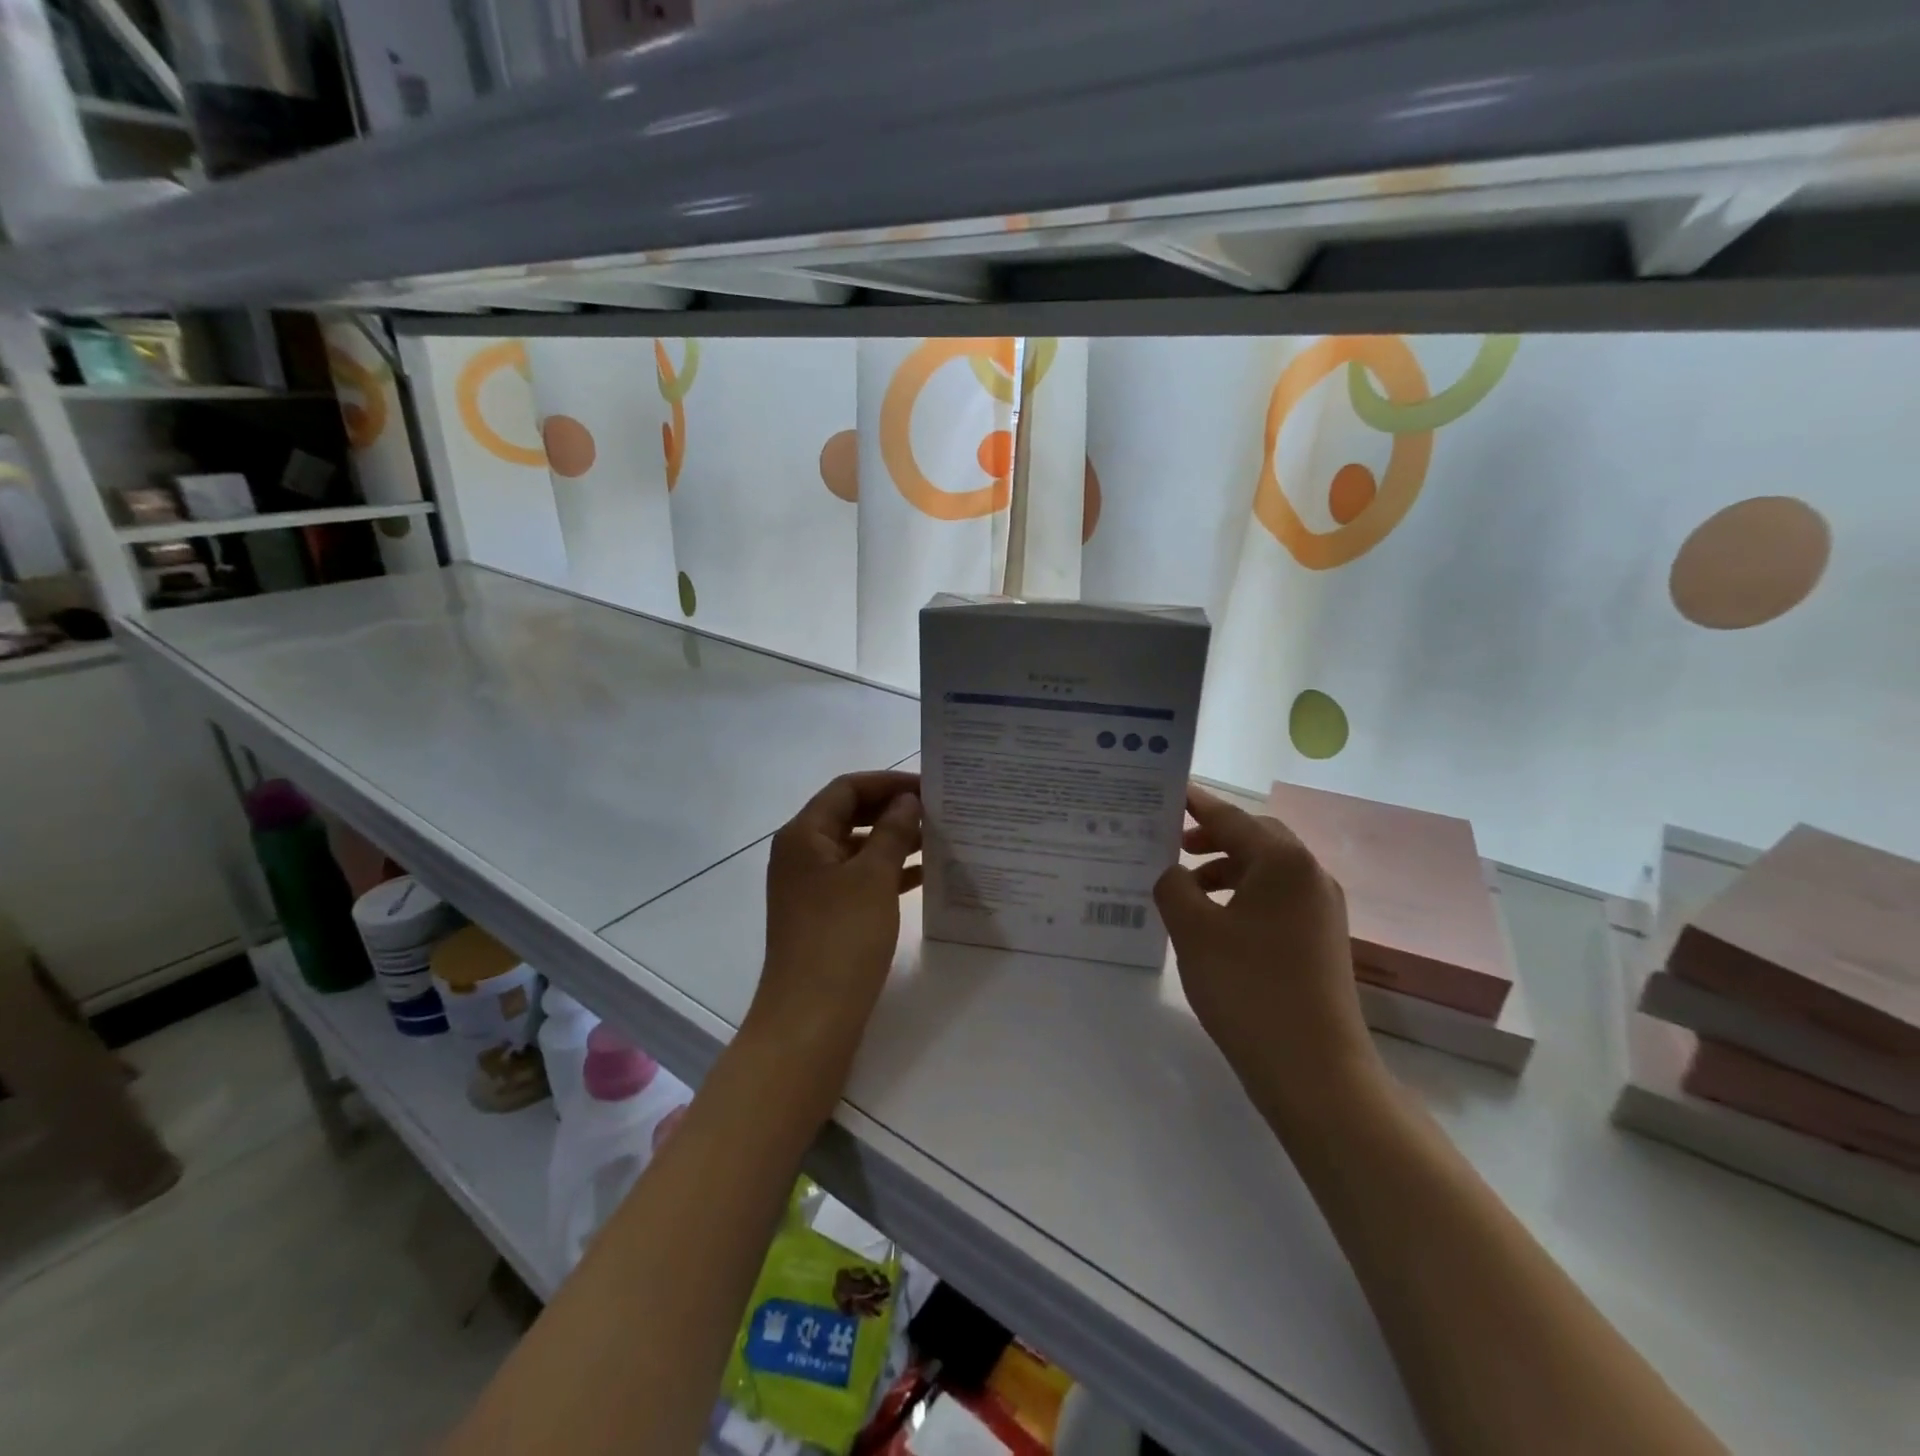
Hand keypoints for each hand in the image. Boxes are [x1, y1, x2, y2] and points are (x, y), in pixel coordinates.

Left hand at [745, 771, 921, 1072]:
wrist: (810, 1019)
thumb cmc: (841, 939)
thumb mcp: (873, 878)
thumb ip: (891, 832)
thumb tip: (906, 800)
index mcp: (803, 835)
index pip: (847, 789)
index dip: (888, 782)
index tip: (929, 788)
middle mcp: (801, 854)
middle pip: (849, 815)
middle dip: (892, 810)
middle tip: (937, 812)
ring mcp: (810, 886)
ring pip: (856, 848)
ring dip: (893, 841)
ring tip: (938, 840)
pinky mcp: (823, 915)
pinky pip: (858, 879)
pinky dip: (887, 873)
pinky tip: (924, 877)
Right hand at [1154, 785, 1382, 1132]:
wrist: (1315, 1070)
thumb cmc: (1249, 988)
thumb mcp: (1194, 931)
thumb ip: (1173, 887)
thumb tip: (1174, 874)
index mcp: (1283, 862)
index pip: (1231, 818)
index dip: (1196, 804)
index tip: (1167, 792)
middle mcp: (1310, 875)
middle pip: (1255, 838)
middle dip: (1212, 837)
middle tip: (1172, 844)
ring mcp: (1322, 910)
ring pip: (1267, 870)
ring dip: (1226, 869)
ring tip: (1187, 888)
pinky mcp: (1322, 940)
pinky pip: (1277, 898)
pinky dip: (1243, 896)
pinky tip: (1216, 922)